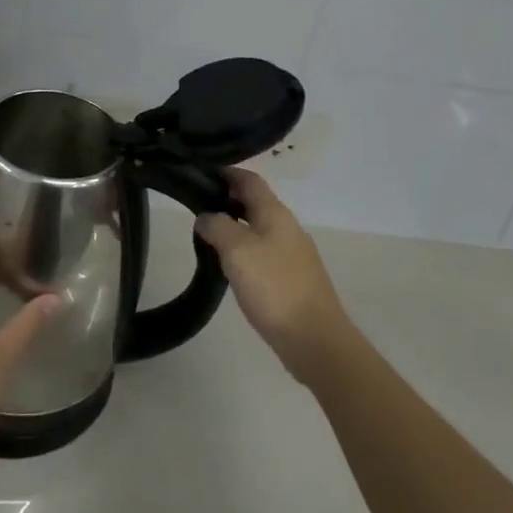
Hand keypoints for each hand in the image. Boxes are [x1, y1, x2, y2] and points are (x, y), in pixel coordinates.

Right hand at [198, 169, 354, 381]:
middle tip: (196, 208)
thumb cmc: (274, 287)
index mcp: (275, 213)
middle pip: (255, 202)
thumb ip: (217, 226)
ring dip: (234, 227)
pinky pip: (264, 252)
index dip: (226, 172)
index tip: (200, 173)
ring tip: (207, 238)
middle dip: (227, 200)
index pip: (249, 179)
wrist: (315, 340)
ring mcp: (293, 254)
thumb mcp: (237, 250)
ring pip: (258, 228)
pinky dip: (244, 250)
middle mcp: (287, 227)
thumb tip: (206, 217)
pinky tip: (230, 267)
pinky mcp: (293, 278)